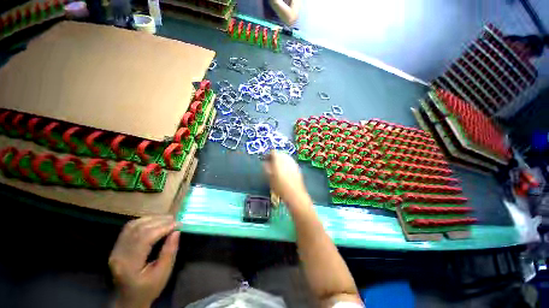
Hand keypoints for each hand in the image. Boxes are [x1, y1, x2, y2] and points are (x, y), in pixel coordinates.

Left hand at [109, 216, 179, 307]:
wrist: (129, 299)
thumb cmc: (149, 289)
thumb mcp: (163, 273)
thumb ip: (169, 252)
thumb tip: (176, 232)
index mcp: (129, 264)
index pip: (145, 238)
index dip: (163, 228)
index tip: (178, 224)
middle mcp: (118, 254)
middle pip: (139, 229)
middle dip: (159, 221)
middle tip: (175, 220)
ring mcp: (116, 249)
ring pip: (133, 225)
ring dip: (152, 219)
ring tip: (167, 219)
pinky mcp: (117, 246)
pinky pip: (129, 228)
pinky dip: (143, 221)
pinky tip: (154, 221)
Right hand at [263, 151, 308, 205]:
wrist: (295, 193)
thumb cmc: (279, 186)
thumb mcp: (269, 177)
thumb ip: (267, 168)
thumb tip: (265, 163)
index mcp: (279, 159)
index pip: (272, 152)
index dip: (268, 155)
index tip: (265, 160)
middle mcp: (287, 158)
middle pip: (280, 154)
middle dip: (275, 157)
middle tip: (270, 164)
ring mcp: (293, 162)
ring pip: (285, 157)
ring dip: (281, 160)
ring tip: (277, 168)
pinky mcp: (297, 167)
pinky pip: (290, 162)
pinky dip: (286, 164)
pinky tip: (284, 171)